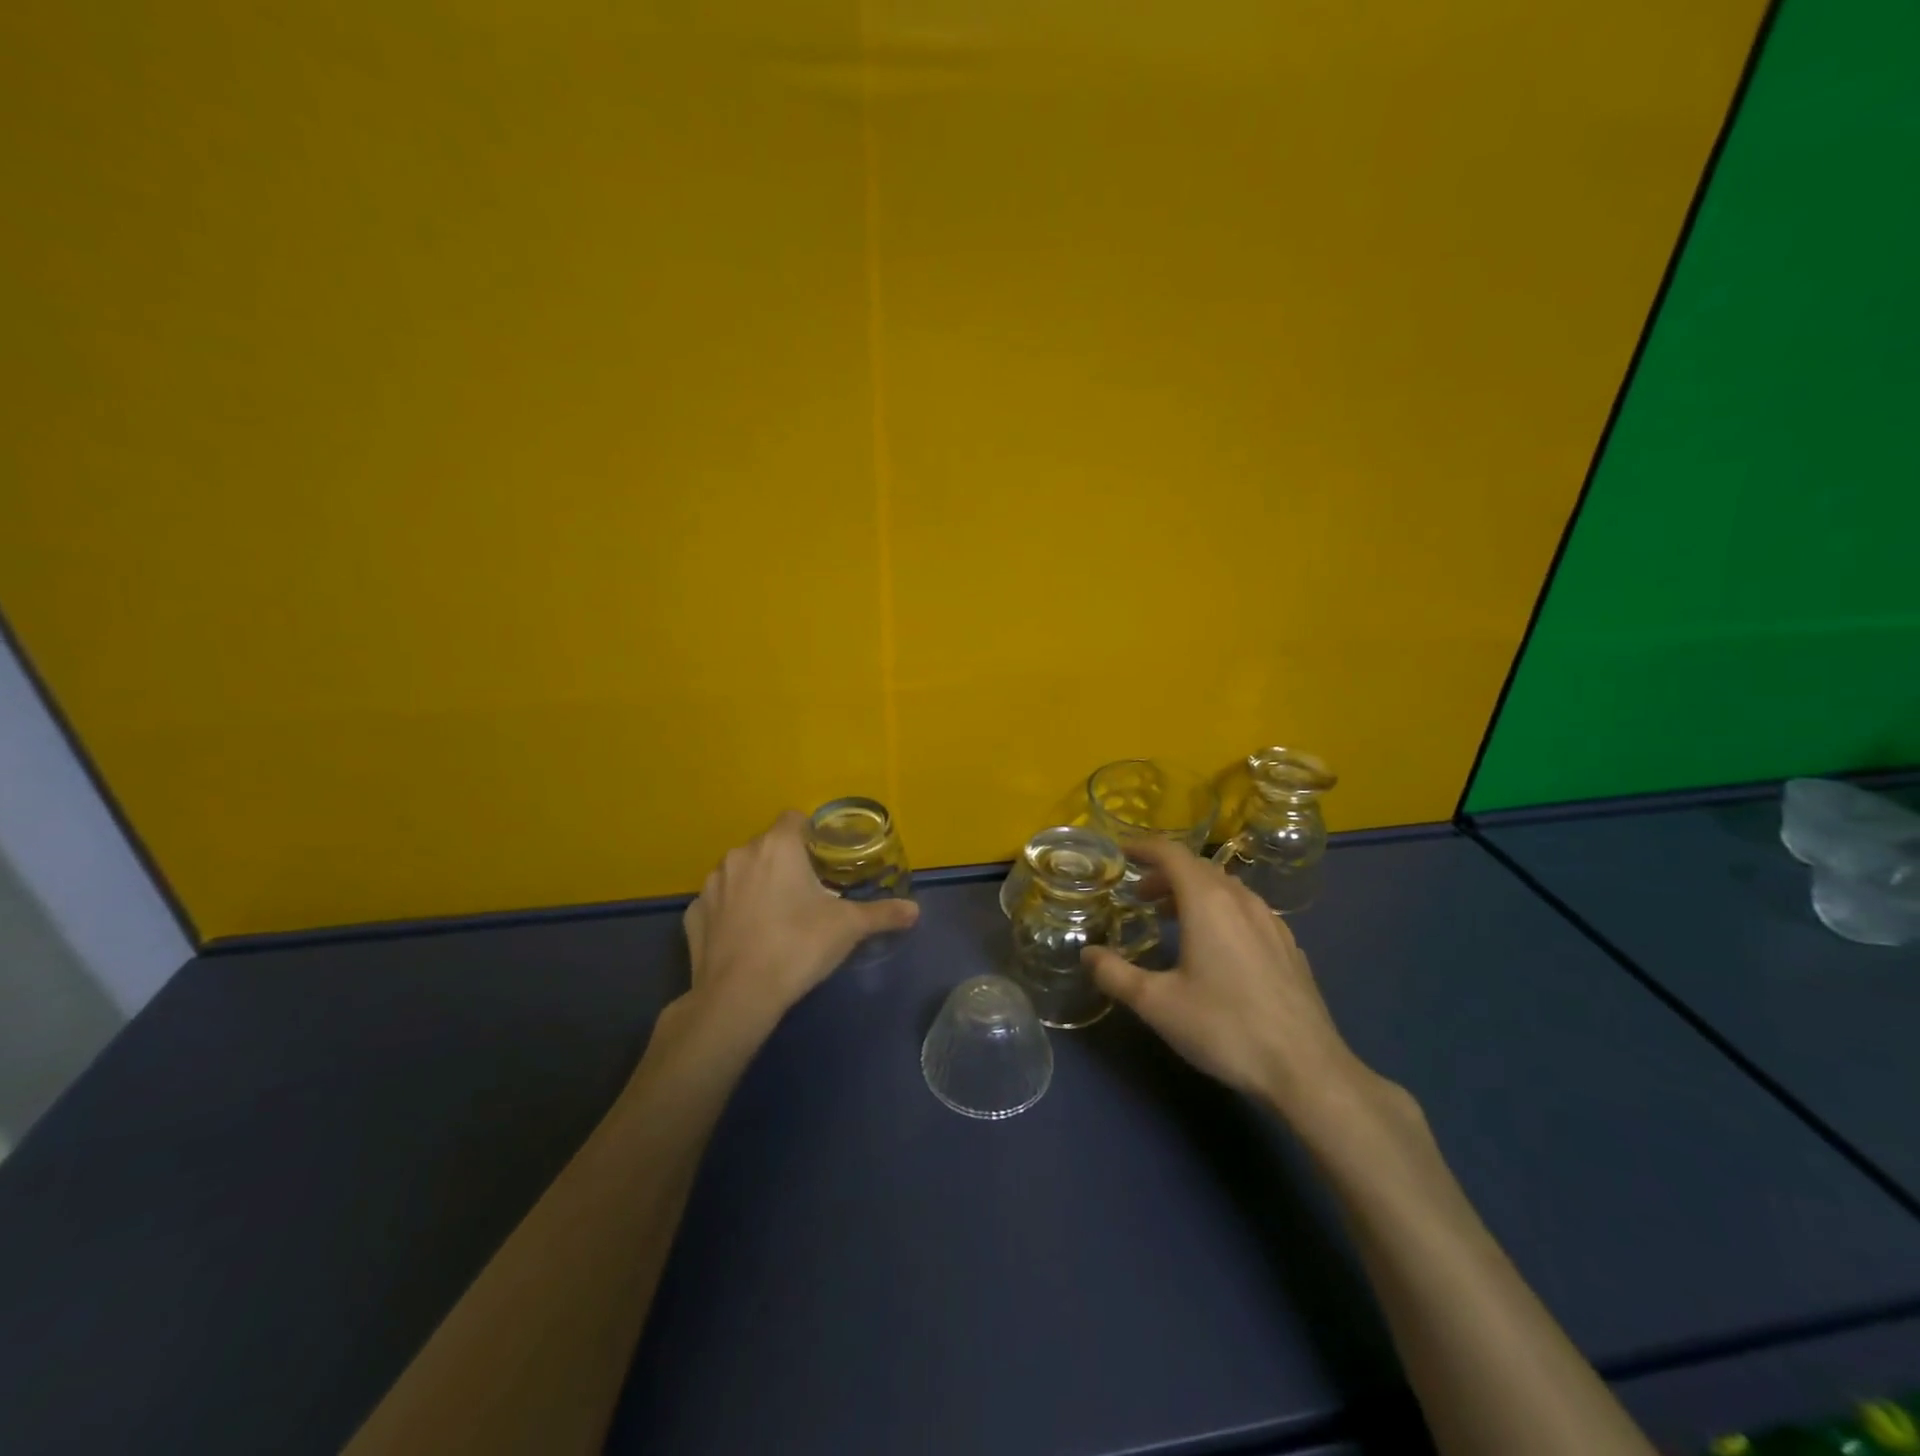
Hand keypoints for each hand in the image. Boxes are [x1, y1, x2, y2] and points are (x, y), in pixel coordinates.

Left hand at [680, 811, 919, 1033]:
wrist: (738, 996)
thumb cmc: (798, 946)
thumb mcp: (848, 928)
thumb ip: (882, 913)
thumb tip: (915, 910)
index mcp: (777, 846)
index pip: (795, 819)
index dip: (811, 835)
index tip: (824, 860)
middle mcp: (740, 855)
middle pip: (768, 846)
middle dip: (786, 863)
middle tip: (807, 894)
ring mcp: (711, 884)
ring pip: (741, 872)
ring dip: (757, 884)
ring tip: (776, 917)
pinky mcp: (693, 913)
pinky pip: (719, 902)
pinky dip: (732, 911)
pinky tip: (746, 937)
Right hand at [1083, 838, 1382, 1125]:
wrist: (1306, 1069)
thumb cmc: (1225, 1027)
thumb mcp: (1157, 1004)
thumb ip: (1115, 974)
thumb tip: (1087, 954)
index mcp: (1207, 902)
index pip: (1171, 854)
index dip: (1143, 848)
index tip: (1121, 853)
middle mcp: (1241, 900)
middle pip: (1198, 868)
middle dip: (1165, 873)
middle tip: (1139, 895)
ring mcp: (1271, 922)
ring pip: (1226, 888)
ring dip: (1193, 891)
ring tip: (1172, 917)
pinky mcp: (1288, 946)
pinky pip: (1247, 910)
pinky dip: (1221, 910)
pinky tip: (1217, 945)